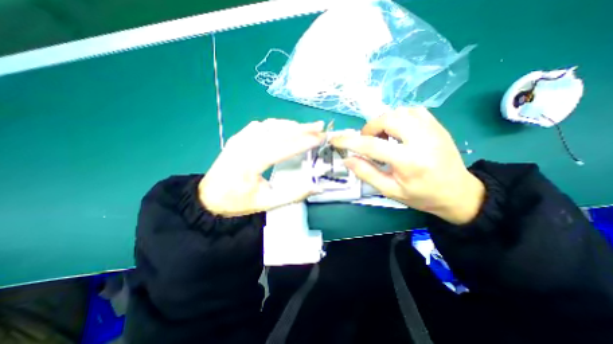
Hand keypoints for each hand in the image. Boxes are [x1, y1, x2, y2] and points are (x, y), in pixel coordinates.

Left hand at [201, 119, 325, 217]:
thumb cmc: (238, 202)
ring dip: (291, 125)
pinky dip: (277, 124)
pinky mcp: (239, 136)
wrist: (208, 197)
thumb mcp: (267, 203)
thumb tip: (317, 187)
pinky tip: (286, 128)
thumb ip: (294, 195)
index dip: (304, 142)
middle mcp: (245, 145)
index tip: (321, 138)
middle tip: (320, 126)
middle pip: (278, 131)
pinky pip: (261, 125)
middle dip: (302, 127)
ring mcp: (240, 138)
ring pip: (270, 125)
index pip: (283, 147)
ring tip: (307, 127)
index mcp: (251, 163)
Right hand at [331, 108, 483, 225]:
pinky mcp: (437, 124)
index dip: (349, 141)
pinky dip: (398, 117)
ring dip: (383, 123)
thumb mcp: (390, 191)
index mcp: (410, 161)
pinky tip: (397, 131)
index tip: (335, 139)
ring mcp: (433, 129)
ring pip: (398, 111)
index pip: (372, 145)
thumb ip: (367, 173)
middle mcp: (422, 140)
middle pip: (387, 119)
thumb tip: (347, 159)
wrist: (458, 192)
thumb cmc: (421, 196)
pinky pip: (412, 110)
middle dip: (370, 128)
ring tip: (383, 138)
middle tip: (368, 142)